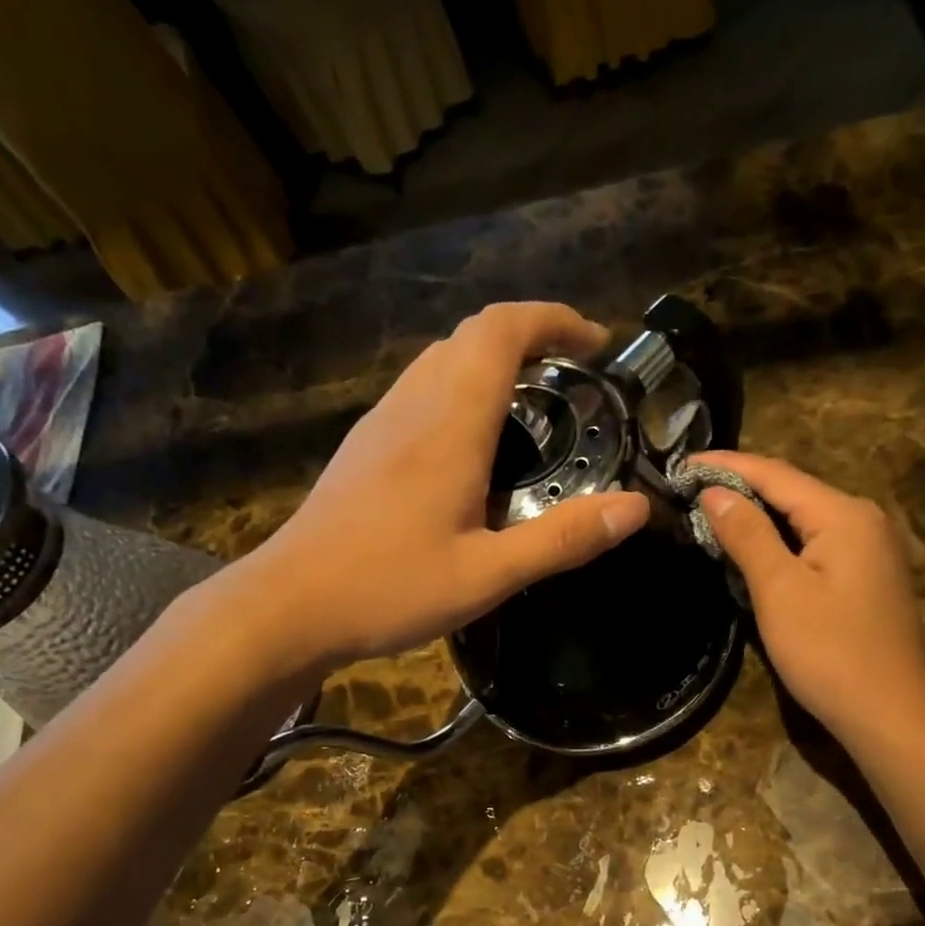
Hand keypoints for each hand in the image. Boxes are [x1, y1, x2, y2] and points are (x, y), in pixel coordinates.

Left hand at [198, 303, 649, 674]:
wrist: (289, 605)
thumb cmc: (389, 588)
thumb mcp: (489, 574)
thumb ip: (563, 539)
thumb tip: (636, 508)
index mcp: (449, 424)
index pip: (501, 331)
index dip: (553, 320)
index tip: (595, 344)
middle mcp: (413, 406)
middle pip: (472, 336)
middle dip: (530, 338)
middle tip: (574, 380)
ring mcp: (382, 423)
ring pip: (442, 361)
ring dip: (493, 363)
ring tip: (534, 408)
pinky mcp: (365, 448)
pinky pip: (421, 392)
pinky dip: (463, 391)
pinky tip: (476, 448)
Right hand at [694, 451, 924, 741]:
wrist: (889, 713)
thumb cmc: (829, 652)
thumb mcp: (779, 591)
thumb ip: (747, 535)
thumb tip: (715, 492)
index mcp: (843, 514)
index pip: (775, 474)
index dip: (726, 466)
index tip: (681, 465)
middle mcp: (863, 519)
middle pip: (792, 491)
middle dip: (741, 487)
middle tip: (689, 489)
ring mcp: (871, 548)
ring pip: (804, 518)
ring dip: (759, 515)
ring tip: (711, 512)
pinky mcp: (867, 576)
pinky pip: (816, 543)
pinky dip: (780, 540)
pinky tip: (754, 548)